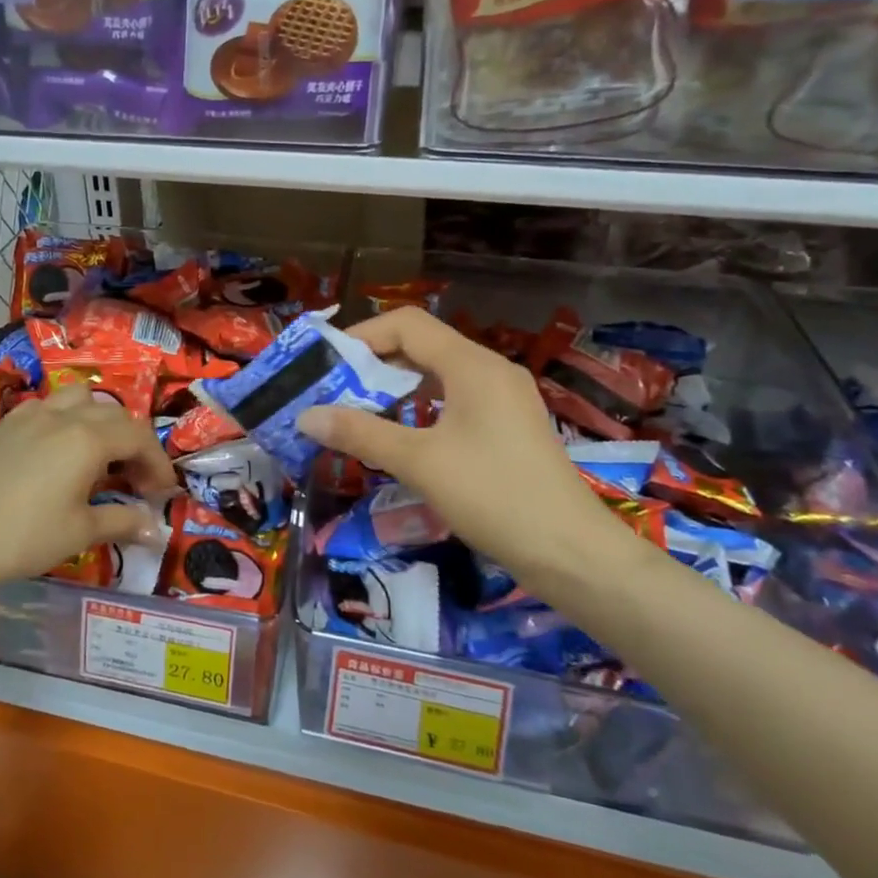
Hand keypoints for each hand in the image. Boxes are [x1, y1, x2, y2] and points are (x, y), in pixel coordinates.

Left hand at [0, 385, 176, 592]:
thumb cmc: (25, 536)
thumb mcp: (81, 532)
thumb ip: (122, 521)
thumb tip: (153, 528)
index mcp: (87, 438)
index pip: (138, 437)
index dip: (158, 462)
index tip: (164, 491)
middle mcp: (62, 415)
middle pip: (113, 413)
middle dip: (133, 442)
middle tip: (137, 479)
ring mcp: (29, 415)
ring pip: (78, 398)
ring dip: (100, 420)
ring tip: (99, 453)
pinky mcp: (4, 425)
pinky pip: (46, 408)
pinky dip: (66, 420)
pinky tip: (57, 451)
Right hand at [297, 307, 623, 584]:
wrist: (572, 553)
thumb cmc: (494, 496)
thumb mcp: (419, 463)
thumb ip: (360, 434)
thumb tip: (306, 416)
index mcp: (472, 365)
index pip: (408, 324)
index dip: (362, 335)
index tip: (325, 363)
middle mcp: (490, 370)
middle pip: (422, 345)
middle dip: (373, 363)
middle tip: (333, 390)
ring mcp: (504, 398)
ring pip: (438, 375)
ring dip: (396, 386)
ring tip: (357, 412)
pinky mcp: (509, 427)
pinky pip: (455, 400)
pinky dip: (420, 407)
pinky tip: (401, 435)